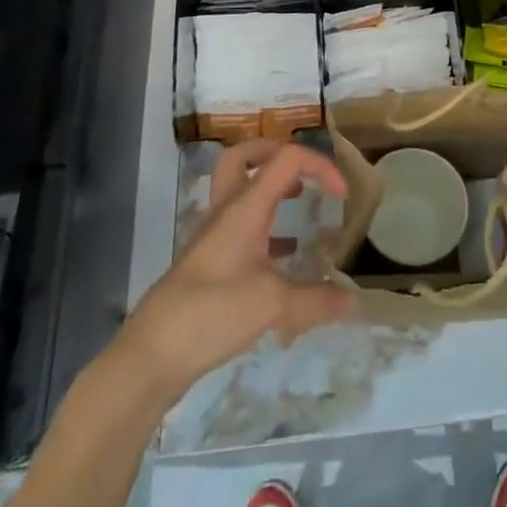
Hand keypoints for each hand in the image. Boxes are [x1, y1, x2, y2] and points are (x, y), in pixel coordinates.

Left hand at [121, 139, 355, 395]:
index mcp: (245, 206)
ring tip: (300, 203)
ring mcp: (215, 234)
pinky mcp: (210, 259)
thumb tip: (353, 301)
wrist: (153, 353)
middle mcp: (228, 210)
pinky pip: (240, 224)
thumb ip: (316, 300)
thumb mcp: (272, 306)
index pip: (286, 159)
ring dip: (270, 186)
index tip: (342, 197)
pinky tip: (285, 254)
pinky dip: (265, 226)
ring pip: (240, 188)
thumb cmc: (211, 314)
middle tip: (305, 173)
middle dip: (278, 153)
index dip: (320, 166)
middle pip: (246, 155)